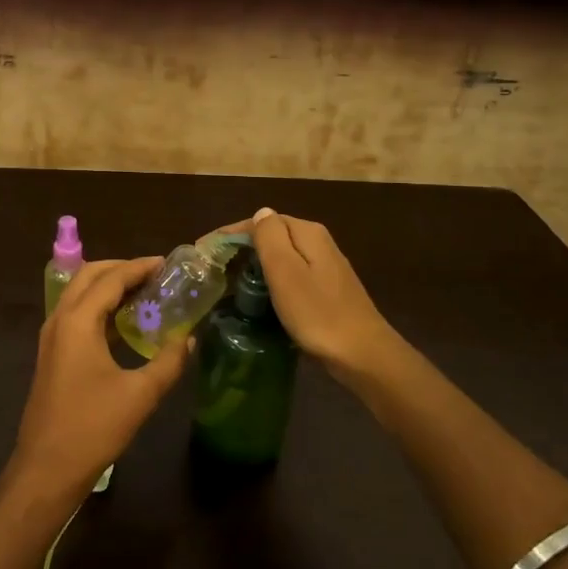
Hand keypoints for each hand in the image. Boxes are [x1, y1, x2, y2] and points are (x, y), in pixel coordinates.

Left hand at [6, 258, 191, 501]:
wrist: (47, 467)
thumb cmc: (93, 427)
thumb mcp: (140, 394)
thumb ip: (168, 361)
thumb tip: (190, 338)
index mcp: (78, 321)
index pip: (111, 279)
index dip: (139, 267)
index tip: (167, 263)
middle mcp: (60, 320)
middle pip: (89, 276)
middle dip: (121, 269)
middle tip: (154, 274)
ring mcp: (51, 337)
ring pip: (79, 294)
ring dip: (108, 287)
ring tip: (144, 292)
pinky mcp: (52, 354)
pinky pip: (76, 315)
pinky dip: (100, 307)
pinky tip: (124, 323)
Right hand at [215, 208, 411, 389]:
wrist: (363, 355)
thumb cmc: (317, 313)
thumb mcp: (286, 271)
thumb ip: (270, 237)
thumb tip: (261, 213)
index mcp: (307, 233)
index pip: (261, 221)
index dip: (231, 233)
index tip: (204, 250)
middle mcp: (319, 243)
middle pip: (273, 236)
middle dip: (243, 248)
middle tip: (215, 268)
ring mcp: (326, 267)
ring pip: (282, 257)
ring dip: (257, 265)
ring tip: (231, 282)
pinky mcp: (328, 290)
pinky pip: (292, 275)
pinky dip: (273, 281)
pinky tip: (262, 297)